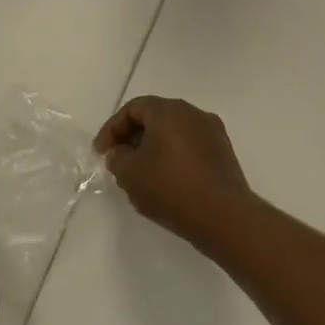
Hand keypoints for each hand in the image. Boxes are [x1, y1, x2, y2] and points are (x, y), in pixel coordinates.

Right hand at [93, 95, 254, 243]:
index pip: (133, 109)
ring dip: (153, 148)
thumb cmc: (171, 188)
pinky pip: (190, 147)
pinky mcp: (223, 153)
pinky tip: (166, 182)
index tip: (101, 153)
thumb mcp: (130, 174)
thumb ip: (117, 158)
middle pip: (155, 117)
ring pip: (173, 133)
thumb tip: (120, 153)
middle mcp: (193, 113)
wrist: (223, 216)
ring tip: (141, 174)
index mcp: (168, 110)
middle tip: (119, 161)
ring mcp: (212, 132)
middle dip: (132, 138)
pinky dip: (173, 157)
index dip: (112, 129)